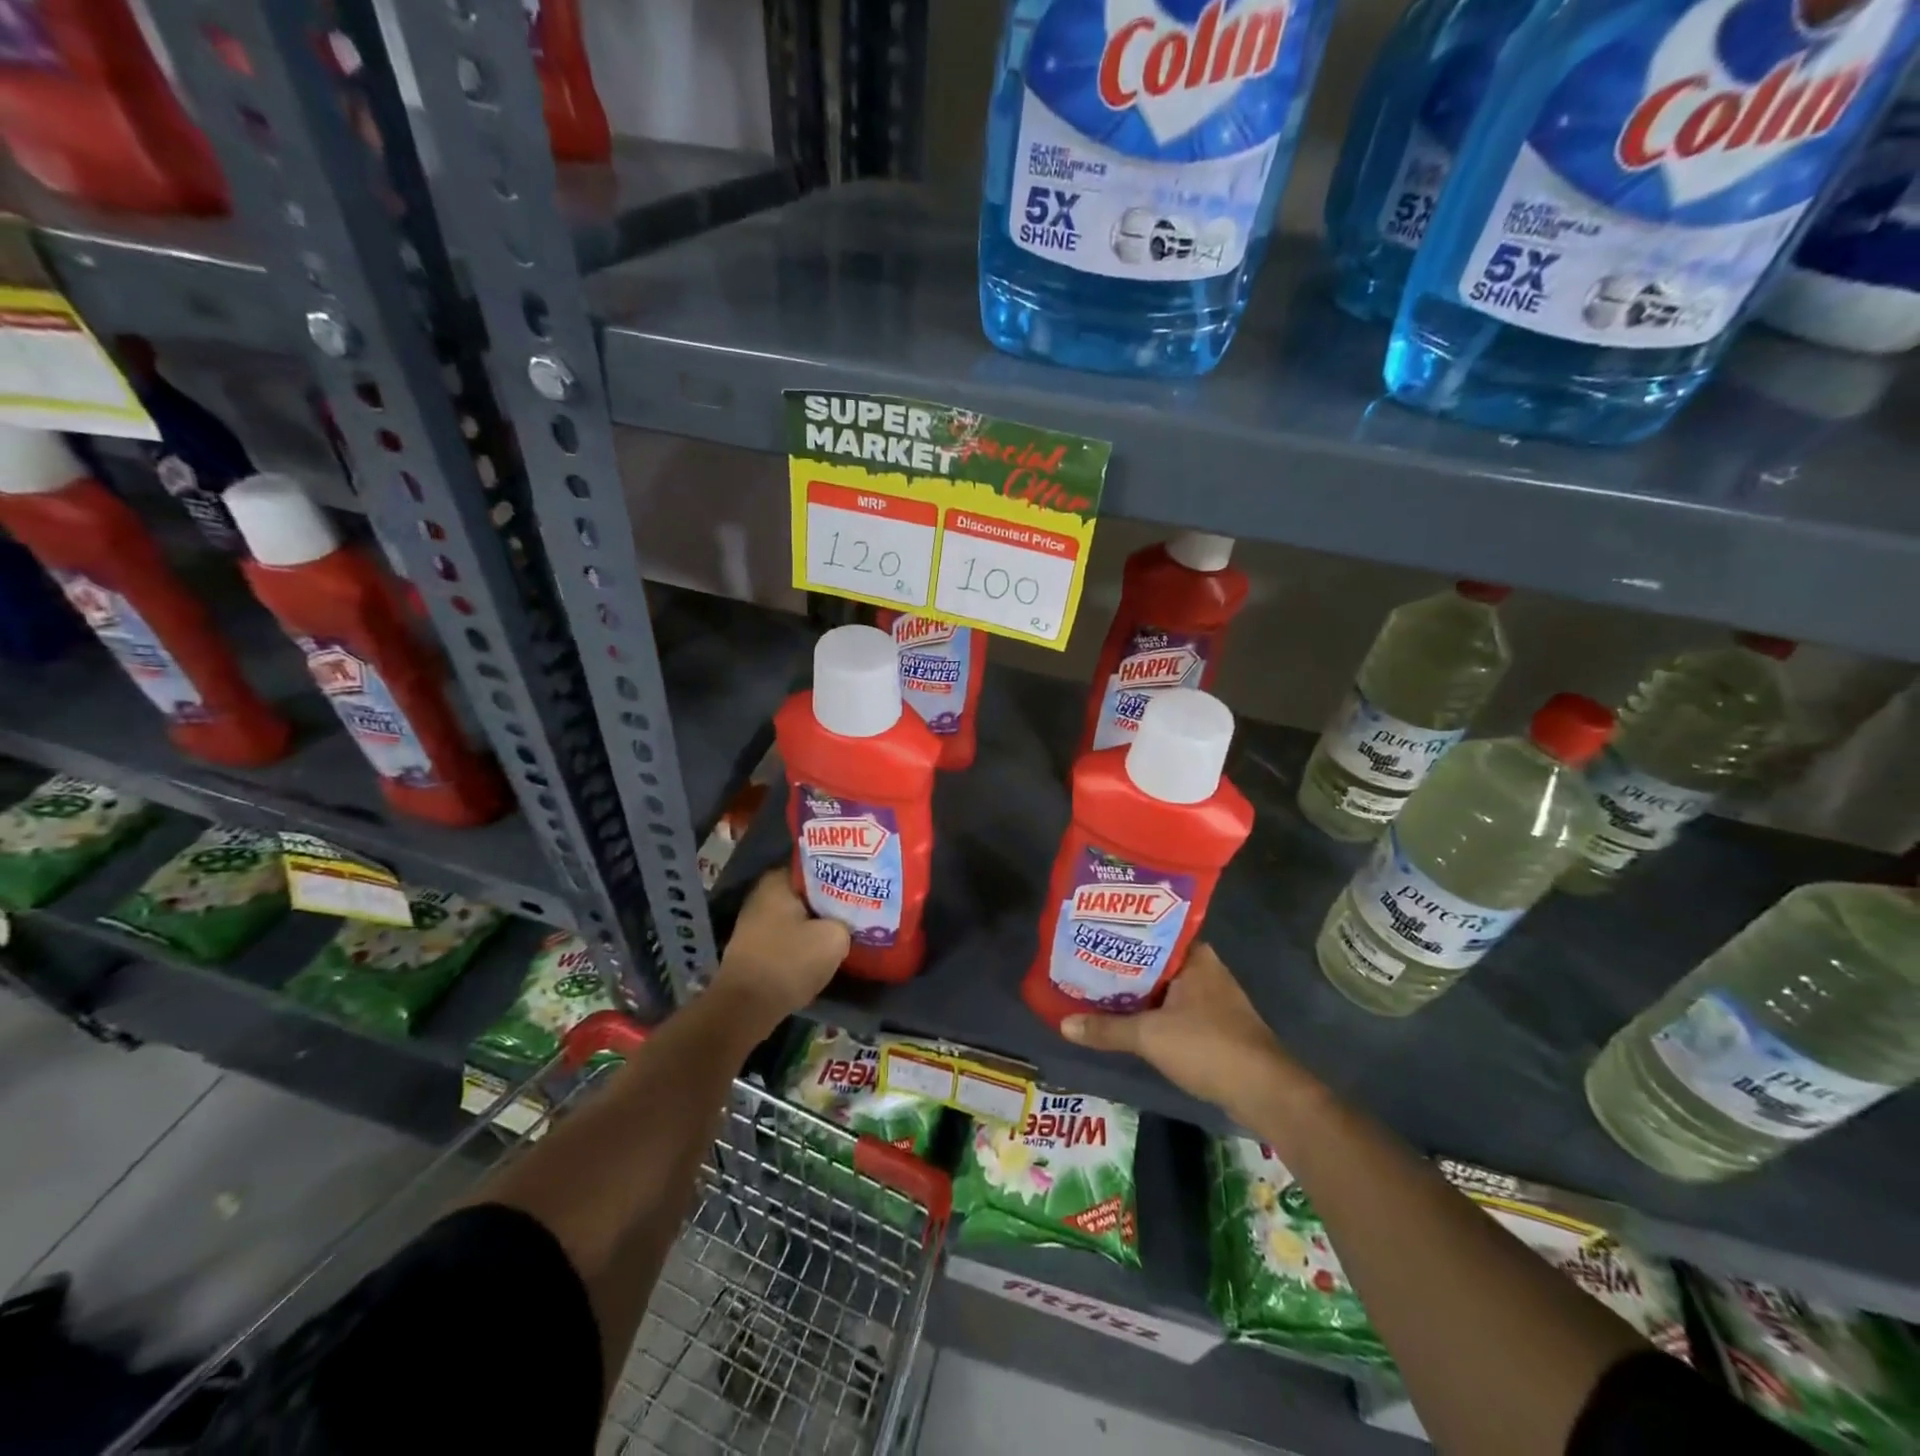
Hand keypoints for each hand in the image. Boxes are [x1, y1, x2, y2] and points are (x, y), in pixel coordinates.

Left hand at [710, 872, 849, 1032]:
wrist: (746, 1008)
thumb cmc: (789, 962)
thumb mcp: (834, 937)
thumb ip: (845, 921)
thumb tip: (844, 923)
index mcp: (777, 881)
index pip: (817, 865)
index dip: (843, 872)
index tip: (864, 880)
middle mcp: (763, 895)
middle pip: (808, 891)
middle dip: (832, 899)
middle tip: (862, 903)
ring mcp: (757, 923)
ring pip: (800, 916)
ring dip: (820, 923)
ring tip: (850, 926)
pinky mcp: (757, 948)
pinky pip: (790, 936)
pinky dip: (807, 941)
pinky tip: (827, 948)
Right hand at [1061, 944, 1310, 1127]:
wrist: (1265, 1092)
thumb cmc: (1208, 1047)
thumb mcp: (1149, 1036)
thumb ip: (1106, 1029)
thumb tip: (1063, 1024)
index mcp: (1195, 956)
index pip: (1151, 932)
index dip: (1120, 935)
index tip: (1091, 937)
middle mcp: (1205, 970)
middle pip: (1155, 962)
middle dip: (1123, 966)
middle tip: (1084, 964)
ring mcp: (1213, 998)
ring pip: (1165, 988)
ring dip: (1137, 992)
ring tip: (1096, 990)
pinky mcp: (1216, 1025)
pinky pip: (1175, 1009)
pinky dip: (1153, 1013)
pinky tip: (1127, 1020)